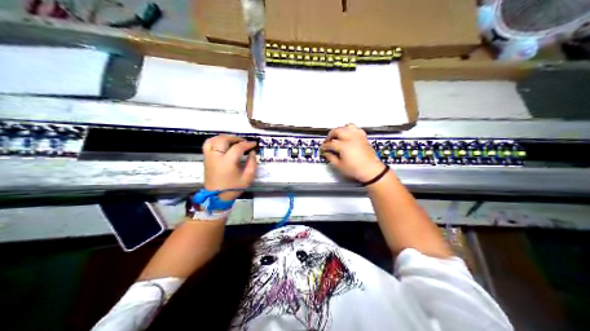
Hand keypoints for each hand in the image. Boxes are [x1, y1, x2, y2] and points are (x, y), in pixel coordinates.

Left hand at [203, 134, 258, 201]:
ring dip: (225, 137)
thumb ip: (252, 164)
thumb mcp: (247, 178)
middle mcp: (216, 157)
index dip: (247, 144)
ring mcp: (209, 157)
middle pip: (224, 140)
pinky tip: (222, 143)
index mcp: (227, 162)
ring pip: (214, 140)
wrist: (216, 197)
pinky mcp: (206, 158)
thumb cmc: (232, 188)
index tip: (254, 145)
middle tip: (244, 142)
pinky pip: (207, 144)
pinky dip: (215, 140)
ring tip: (233, 140)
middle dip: (235, 138)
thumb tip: (252, 153)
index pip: (238, 147)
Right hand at [322, 123, 387, 181]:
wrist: (371, 170)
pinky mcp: (363, 137)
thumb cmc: (357, 170)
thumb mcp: (340, 166)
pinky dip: (350, 130)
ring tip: (337, 136)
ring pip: (347, 126)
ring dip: (340, 130)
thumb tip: (327, 153)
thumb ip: (331, 158)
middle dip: (330, 135)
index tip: (323, 148)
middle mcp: (351, 138)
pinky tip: (348, 135)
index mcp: (344, 146)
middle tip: (328, 141)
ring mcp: (358, 136)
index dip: (325, 146)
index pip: (330, 143)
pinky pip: (356, 129)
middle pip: (337, 131)